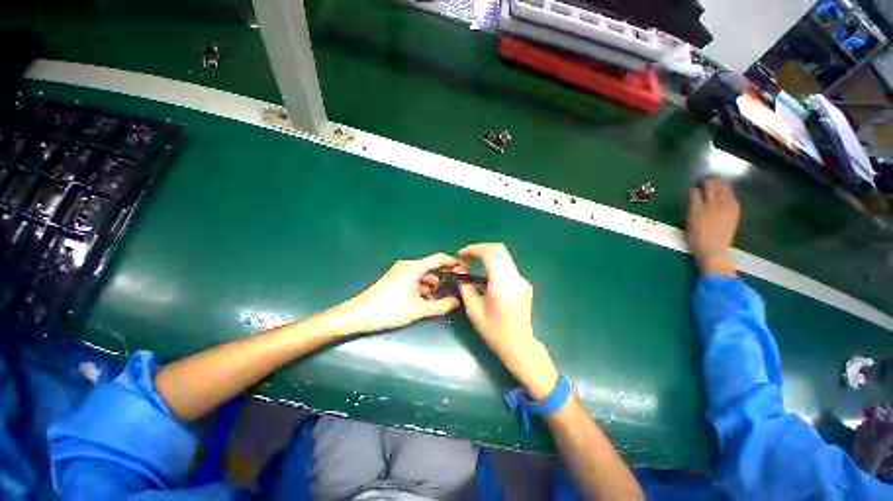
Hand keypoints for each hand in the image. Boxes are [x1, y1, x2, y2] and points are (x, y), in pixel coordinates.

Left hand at [331, 253, 462, 334]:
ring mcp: (400, 273)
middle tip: (456, 289)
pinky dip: (423, 289)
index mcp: (413, 267)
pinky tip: (427, 301)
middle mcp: (407, 266)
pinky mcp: (395, 280)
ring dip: (433, 286)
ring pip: (423, 276)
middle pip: (431, 268)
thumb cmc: (389, 309)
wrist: (358, 316)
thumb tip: (457, 301)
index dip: (453, 262)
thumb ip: (441, 305)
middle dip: (444, 278)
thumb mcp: (418, 309)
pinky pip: (415, 281)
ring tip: (442, 300)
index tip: (465, 269)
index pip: (439, 259)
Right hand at [457, 243, 557, 398]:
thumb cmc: (493, 330)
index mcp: (502, 284)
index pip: (490, 253)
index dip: (474, 249)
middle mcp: (515, 278)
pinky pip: (508, 266)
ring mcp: (522, 280)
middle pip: (499, 249)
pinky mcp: (524, 283)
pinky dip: (495, 264)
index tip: (461, 254)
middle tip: (467, 256)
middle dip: (481, 248)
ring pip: (504, 256)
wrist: (519, 345)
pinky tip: (487, 276)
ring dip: (488, 255)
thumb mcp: (473, 309)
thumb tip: (459, 269)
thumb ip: (465, 286)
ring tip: (474, 263)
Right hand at [686, 177, 739, 276]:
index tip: (694, 186)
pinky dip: (729, 192)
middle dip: (709, 181)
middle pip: (712, 186)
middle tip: (706, 179)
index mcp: (698, 208)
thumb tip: (694, 194)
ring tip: (717, 182)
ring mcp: (726, 207)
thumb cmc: (696, 238)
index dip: (695, 187)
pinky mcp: (734, 211)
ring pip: (724, 189)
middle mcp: (713, 204)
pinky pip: (732, 197)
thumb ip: (692, 206)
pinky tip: (727, 193)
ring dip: (720, 184)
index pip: (696, 191)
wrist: (713, 250)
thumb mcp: (689, 222)